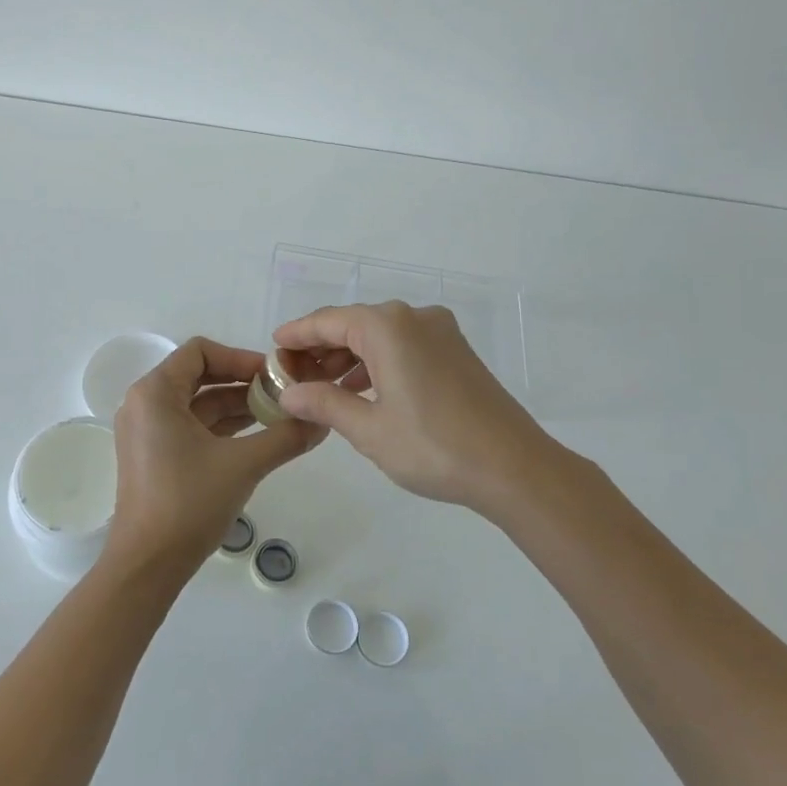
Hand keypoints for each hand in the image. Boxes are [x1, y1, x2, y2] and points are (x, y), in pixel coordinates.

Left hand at [103, 337, 325, 579]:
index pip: (200, 351)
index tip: (273, 376)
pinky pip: (190, 426)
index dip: (240, 358)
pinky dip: (221, 427)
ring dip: (236, 406)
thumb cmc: (189, 502)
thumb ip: (286, 437)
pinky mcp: (153, 455)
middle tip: (282, 395)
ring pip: (197, 403)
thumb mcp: (244, 464)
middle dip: (242, 383)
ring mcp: (146, 431)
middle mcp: (145, 404)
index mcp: (155, 393)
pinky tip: (256, 437)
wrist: (148, 564)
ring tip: (278, 416)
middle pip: (199, 376)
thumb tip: (323, 421)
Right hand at [273, 303, 555, 511]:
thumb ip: (324, 403)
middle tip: (294, 377)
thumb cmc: (433, 446)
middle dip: (322, 349)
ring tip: (323, 388)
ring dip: (349, 358)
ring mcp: (440, 333)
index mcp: (388, 327)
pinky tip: (364, 391)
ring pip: (380, 336)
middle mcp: (414, 318)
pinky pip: (404, 347)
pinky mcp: (457, 352)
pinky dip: (378, 363)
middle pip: (354, 325)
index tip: (273, 348)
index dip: (297, 335)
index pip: (328, 321)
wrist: (514, 467)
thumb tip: (288, 393)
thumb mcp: (368, 428)